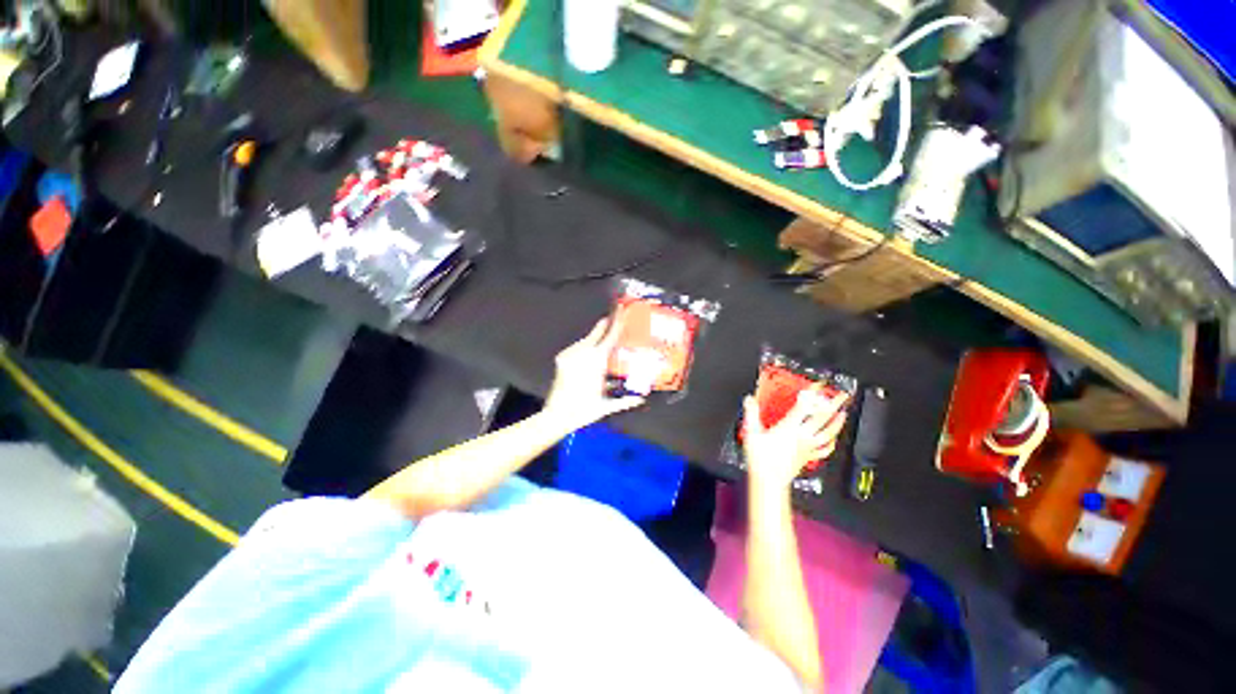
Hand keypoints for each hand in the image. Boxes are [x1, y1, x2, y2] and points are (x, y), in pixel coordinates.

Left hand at [544, 317, 645, 427]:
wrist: (557, 415)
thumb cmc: (584, 411)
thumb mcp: (606, 406)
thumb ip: (625, 401)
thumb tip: (641, 399)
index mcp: (597, 362)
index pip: (610, 338)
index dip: (617, 324)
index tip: (621, 312)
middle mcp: (583, 354)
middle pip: (596, 333)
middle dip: (604, 325)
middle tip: (613, 317)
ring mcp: (570, 356)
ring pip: (585, 340)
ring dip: (594, 337)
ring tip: (602, 336)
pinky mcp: (562, 360)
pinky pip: (575, 347)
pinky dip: (583, 346)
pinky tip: (587, 350)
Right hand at [743, 386, 848, 491]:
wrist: (769, 480)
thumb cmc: (761, 459)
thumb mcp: (751, 432)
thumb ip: (751, 414)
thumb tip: (750, 400)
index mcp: (789, 427)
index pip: (804, 406)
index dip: (813, 393)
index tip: (818, 385)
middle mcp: (802, 436)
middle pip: (822, 417)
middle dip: (834, 404)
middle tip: (843, 396)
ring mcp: (807, 447)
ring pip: (828, 433)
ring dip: (838, 423)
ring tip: (844, 414)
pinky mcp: (808, 457)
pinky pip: (824, 449)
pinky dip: (831, 443)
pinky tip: (834, 440)